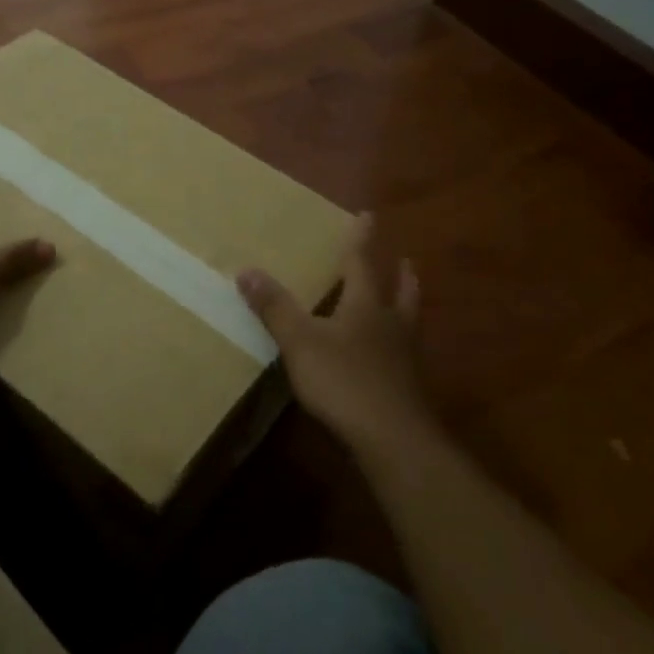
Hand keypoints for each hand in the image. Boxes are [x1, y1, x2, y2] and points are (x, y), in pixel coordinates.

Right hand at [237, 214, 433, 456]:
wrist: (391, 438)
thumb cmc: (344, 380)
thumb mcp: (300, 341)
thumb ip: (275, 307)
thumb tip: (246, 270)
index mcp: (366, 306)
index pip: (361, 263)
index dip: (361, 239)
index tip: (368, 215)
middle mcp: (391, 325)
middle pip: (400, 293)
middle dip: (401, 275)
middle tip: (407, 260)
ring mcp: (404, 359)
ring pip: (408, 324)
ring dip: (407, 307)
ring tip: (405, 302)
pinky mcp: (407, 389)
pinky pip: (405, 356)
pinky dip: (399, 347)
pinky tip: (391, 357)